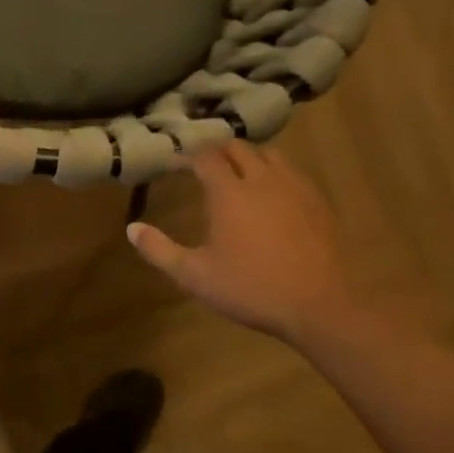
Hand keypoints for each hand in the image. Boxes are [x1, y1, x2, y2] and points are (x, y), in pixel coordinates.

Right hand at [128, 143, 354, 343]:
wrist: (321, 304)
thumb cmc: (251, 289)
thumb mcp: (195, 275)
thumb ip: (160, 250)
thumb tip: (132, 229)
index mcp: (229, 193)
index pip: (205, 157)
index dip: (187, 155)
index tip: (175, 162)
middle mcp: (263, 180)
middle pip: (239, 147)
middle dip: (217, 150)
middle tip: (203, 163)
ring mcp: (296, 188)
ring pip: (270, 154)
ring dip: (249, 156)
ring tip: (237, 172)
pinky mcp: (319, 202)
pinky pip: (293, 172)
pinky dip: (274, 172)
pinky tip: (271, 194)